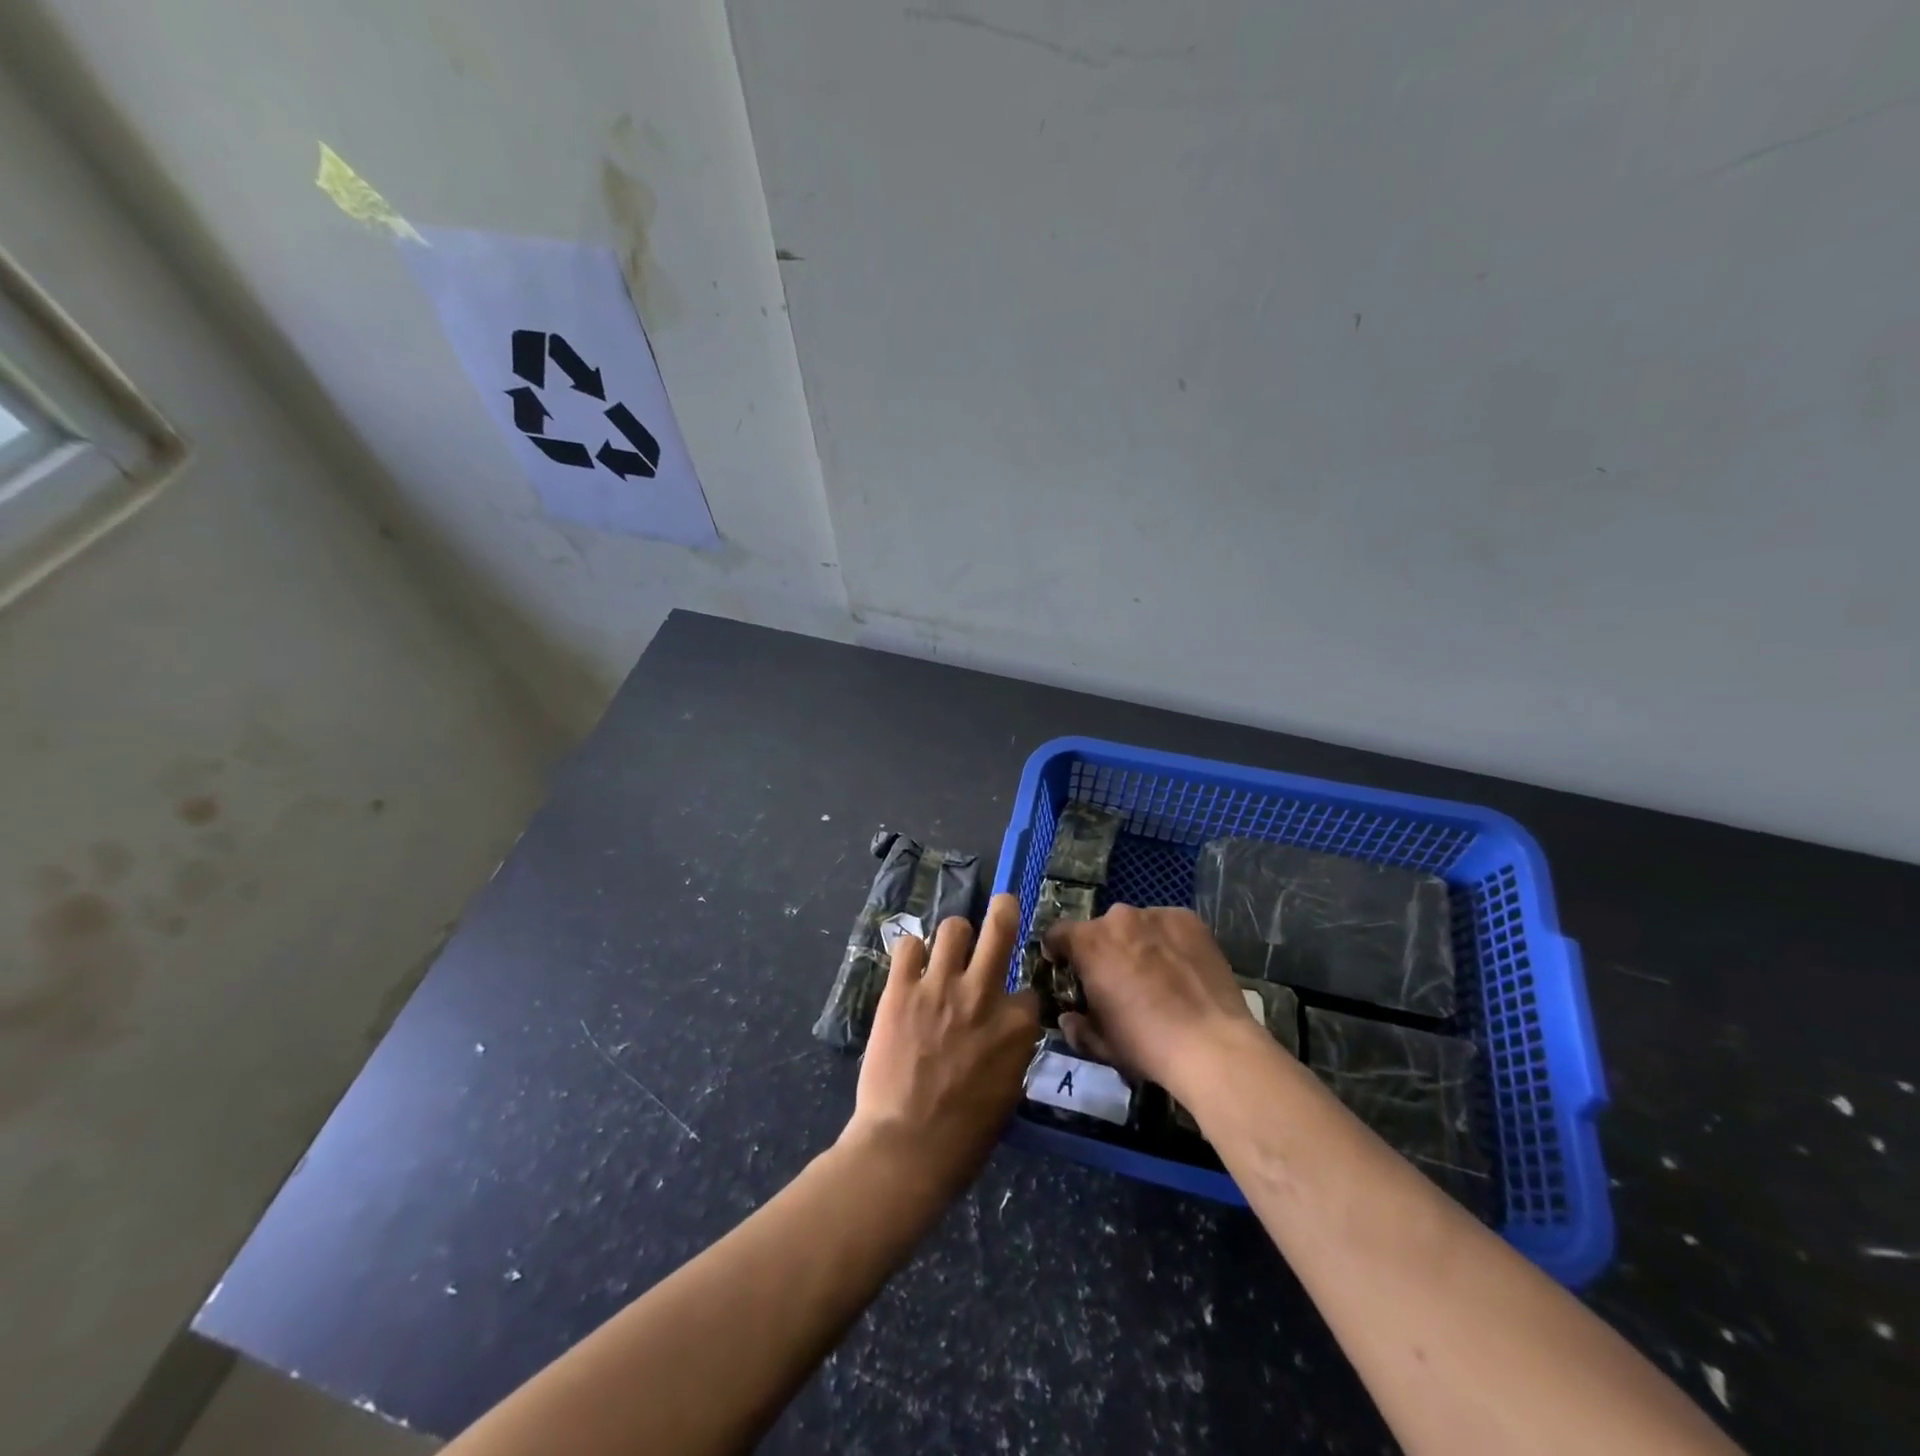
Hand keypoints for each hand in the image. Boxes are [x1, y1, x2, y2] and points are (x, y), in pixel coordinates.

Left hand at [844, 894, 1039, 1194]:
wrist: (906, 1146)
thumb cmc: (964, 1136)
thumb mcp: (1008, 1092)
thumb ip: (1011, 1050)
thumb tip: (1006, 1033)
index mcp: (1016, 1026)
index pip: (1027, 989)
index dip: (1019, 996)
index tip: (1009, 1005)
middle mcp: (982, 994)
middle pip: (1000, 927)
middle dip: (1005, 909)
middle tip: (1003, 903)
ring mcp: (939, 986)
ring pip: (953, 927)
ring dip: (953, 936)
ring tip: (945, 950)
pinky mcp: (901, 989)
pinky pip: (908, 946)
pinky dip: (911, 953)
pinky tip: (910, 967)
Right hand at [1044, 904, 1261, 1099]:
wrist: (1211, 1044)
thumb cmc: (1145, 1044)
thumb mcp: (1101, 1043)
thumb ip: (1077, 1026)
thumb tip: (1070, 1017)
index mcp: (1089, 943)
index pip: (1057, 933)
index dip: (1057, 951)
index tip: (1065, 968)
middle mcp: (1119, 918)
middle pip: (1100, 929)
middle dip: (1102, 950)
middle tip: (1117, 979)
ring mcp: (1157, 915)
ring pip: (1136, 925)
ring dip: (1136, 943)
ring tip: (1155, 974)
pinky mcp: (1189, 920)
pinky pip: (1168, 926)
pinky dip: (1167, 941)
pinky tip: (1181, 968)